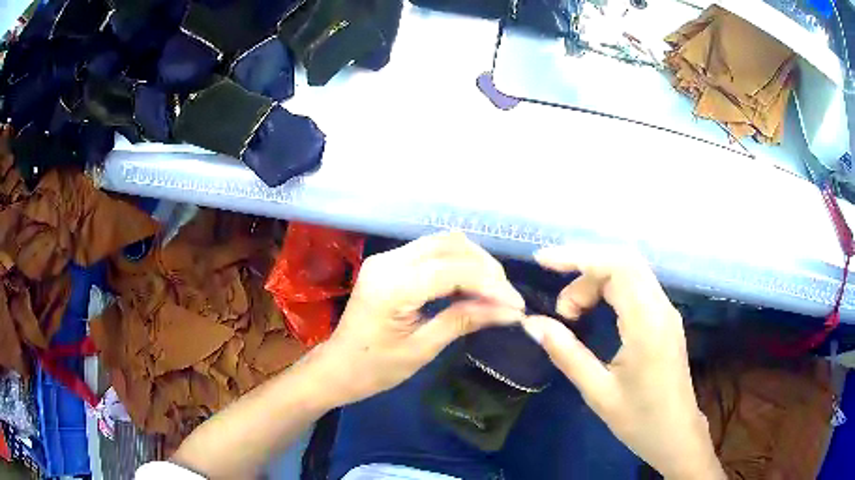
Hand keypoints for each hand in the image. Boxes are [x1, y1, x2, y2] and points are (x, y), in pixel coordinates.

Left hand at [314, 232, 525, 406]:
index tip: (517, 304)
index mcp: (393, 286)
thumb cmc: (376, 368)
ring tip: (493, 289)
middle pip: (449, 245)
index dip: (491, 284)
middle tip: (506, 296)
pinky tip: (469, 283)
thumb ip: (464, 320)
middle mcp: (388, 261)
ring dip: (472, 261)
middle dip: (485, 267)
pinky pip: (430, 251)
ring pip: (441, 243)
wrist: (338, 367)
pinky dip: (455, 263)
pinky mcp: (388, 263)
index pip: (453, 271)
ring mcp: (386, 258)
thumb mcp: (423, 348)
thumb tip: (510, 311)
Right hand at [521, 246, 724, 479]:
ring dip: (595, 281)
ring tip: (571, 314)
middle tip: (559, 306)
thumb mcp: (598, 393)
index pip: (618, 266)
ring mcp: (666, 311)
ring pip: (630, 271)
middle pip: (624, 261)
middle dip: (584, 270)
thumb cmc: (639, 420)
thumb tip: (533, 323)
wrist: (676, 435)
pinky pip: (635, 287)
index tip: (543, 261)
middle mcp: (662, 307)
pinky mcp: (664, 318)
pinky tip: (592, 310)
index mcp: (648, 324)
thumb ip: (567, 354)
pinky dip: (608, 288)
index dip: (579, 256)